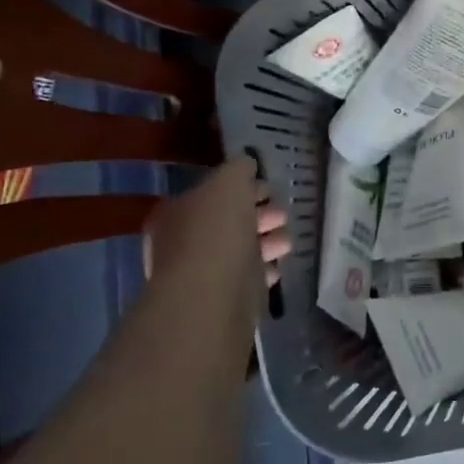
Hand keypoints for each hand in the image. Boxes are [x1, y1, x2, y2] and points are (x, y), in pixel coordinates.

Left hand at [144, 159, 293, 289]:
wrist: (214, 294)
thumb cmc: (218, 230)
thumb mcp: (230, 181)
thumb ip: (239, 168)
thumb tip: (246, 165)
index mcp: (177, 211)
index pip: (212, 193)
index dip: (243, 188)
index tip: (269, 189)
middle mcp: (182, 242)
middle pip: (229, 221)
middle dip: (260, 215)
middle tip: (282, 215)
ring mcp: (201, 272)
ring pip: (240, 250)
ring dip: (267, 243)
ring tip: (286, 242)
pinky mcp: (221, 298)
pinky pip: (246, 278)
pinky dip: (263, 271)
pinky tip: (275, 268)